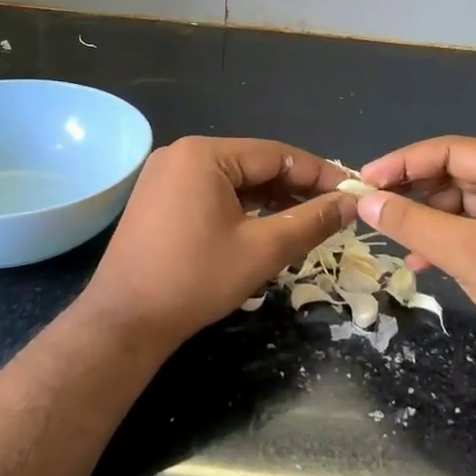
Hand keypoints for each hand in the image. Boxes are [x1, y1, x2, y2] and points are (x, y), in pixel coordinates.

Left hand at [82, 137, 354, 346]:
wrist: (124, 321)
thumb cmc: (196, 280)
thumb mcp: (263, 249)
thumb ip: (312, 221)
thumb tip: (352, 203)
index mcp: (204, 154)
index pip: (276, 155)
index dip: (318, 173)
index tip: (351, 191)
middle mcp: (181, 153)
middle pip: (253, 164)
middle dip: (294, 188)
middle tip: (332, 210)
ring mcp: (165, 175)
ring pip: (233, 179)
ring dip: (269, 199)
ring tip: (306, 221)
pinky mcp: (158, 198)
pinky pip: (211, 192)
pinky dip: (240, 207)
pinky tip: (265, 226)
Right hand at [356, 137, 475, 381]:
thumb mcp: (464, 251)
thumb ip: (411, 221)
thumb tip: (364, 201)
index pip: (449, 150)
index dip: (403, 163)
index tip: (364, 180)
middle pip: (454, 175)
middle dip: (414, 193)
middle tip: (372, 207)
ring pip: (461, 204)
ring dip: (426, 221)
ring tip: (392, 240)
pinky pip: (474, 227)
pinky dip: (446, 240)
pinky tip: (420, 262)